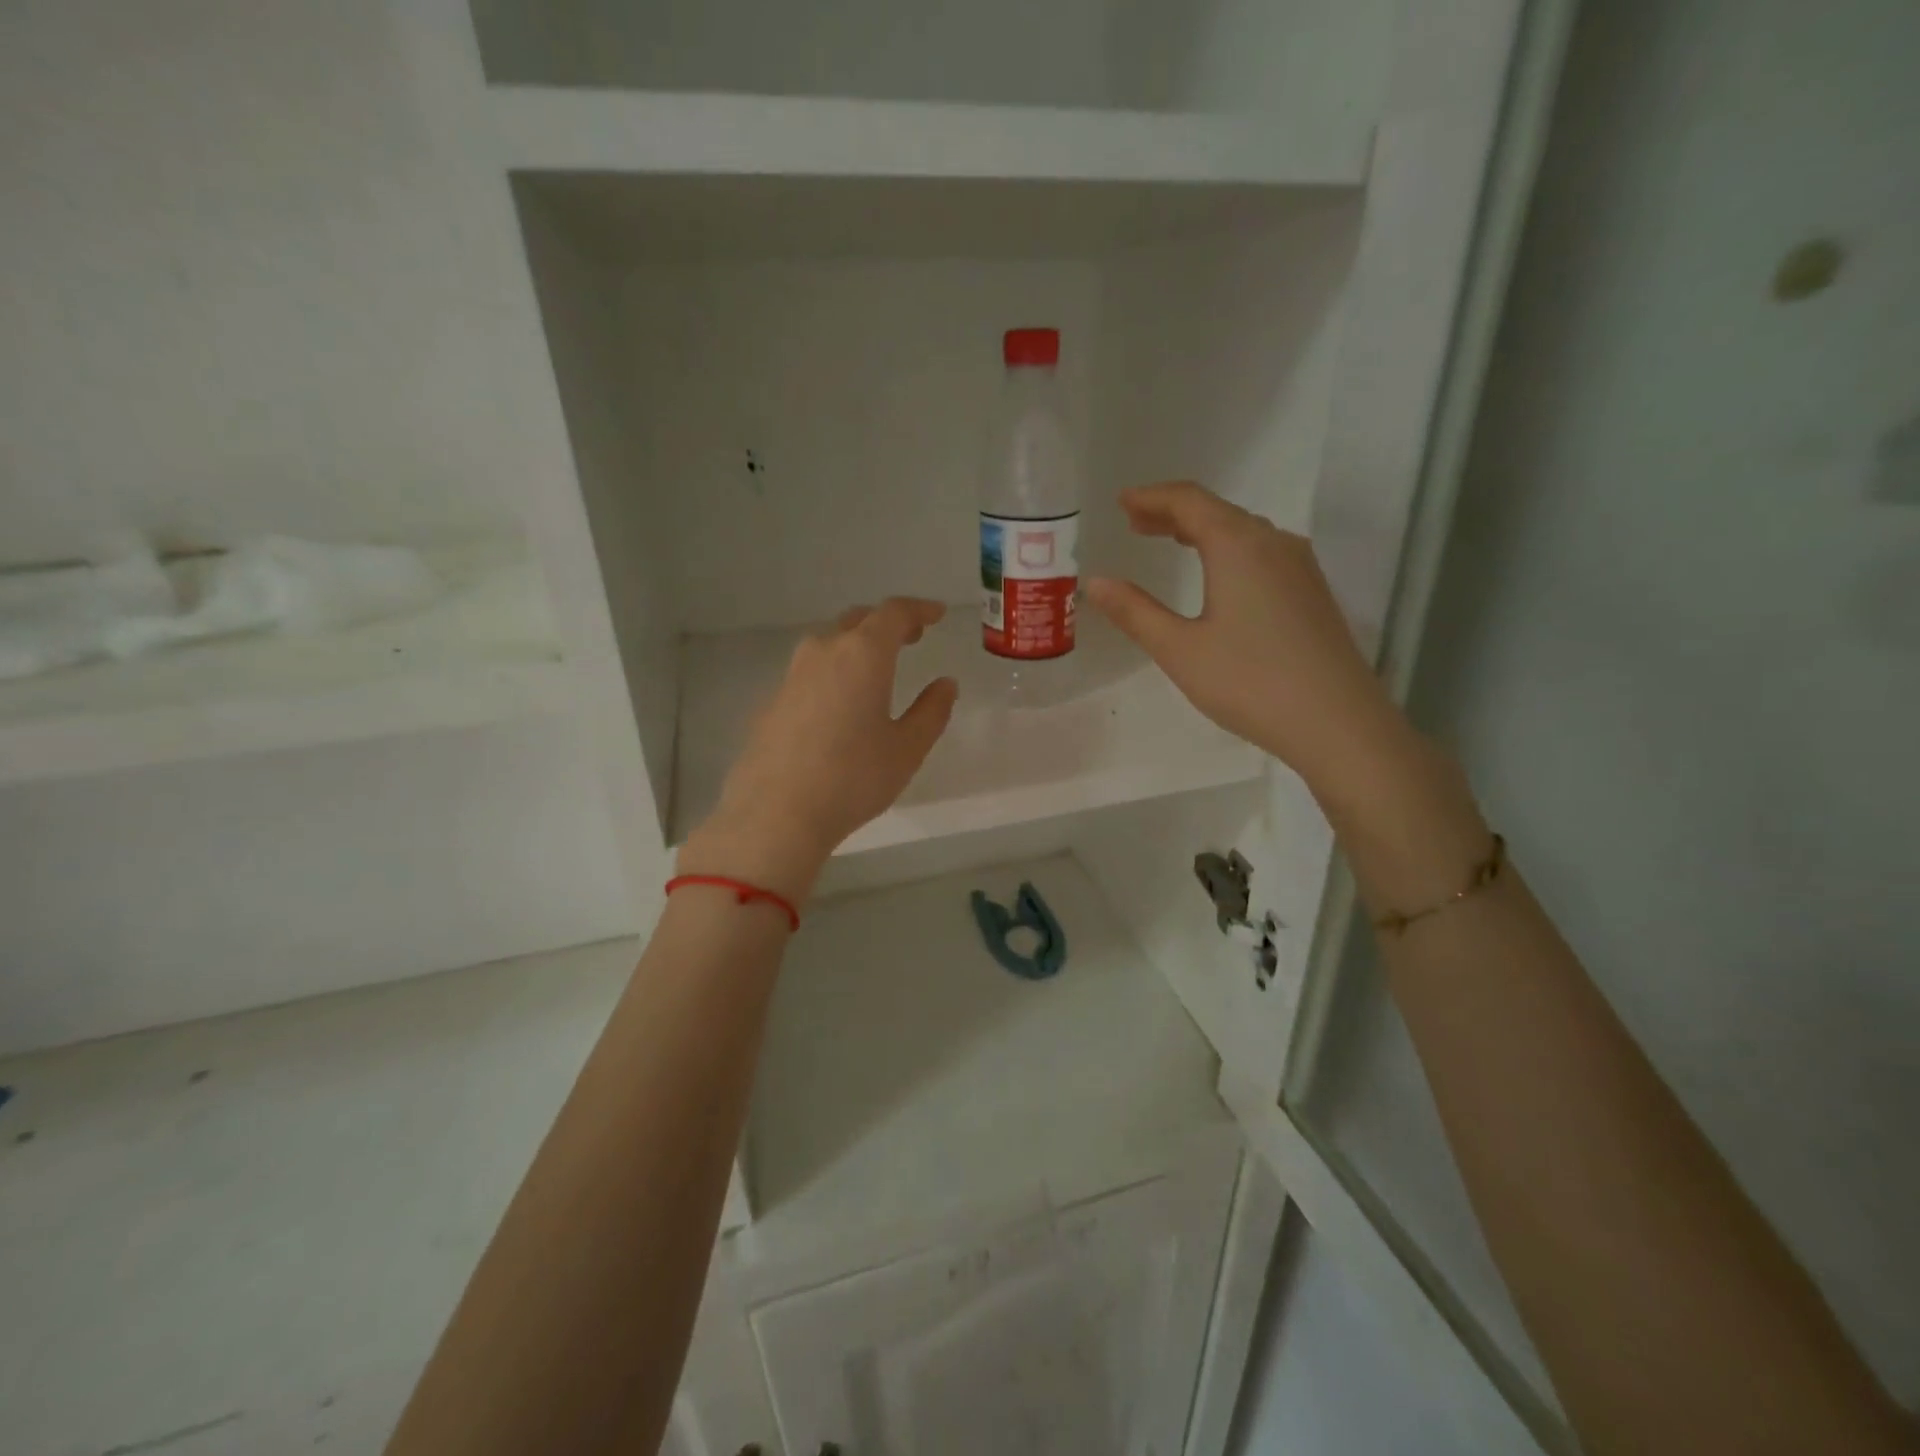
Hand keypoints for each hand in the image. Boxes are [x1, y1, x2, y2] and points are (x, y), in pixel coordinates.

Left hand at [679, 598, 958, 903]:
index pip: (894, 613)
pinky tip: (839, 703)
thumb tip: (945, 684)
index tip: (937, 614)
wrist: (776, 813)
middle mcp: (824, 652)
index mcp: (863, 655)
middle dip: (887, 623)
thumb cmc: (853, 778)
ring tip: (875, 668)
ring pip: (829, 643)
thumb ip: (931, 711)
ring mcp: (792, 675)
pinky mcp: (772, 701)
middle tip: (911, 637)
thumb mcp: (906, 749)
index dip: (919, 609)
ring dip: (856, 645)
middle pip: (858, 621)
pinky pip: (810, 672)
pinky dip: (833, 672)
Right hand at [1084, 481, 1415, 802]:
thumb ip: (1135, 612)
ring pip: (1244, 532)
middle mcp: (1274, 543)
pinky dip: (1229, 550)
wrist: (1337, 722)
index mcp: (1238, 545)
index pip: (1189, 501)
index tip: (1122, 501)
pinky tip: (1220, 576)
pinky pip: (1263, 553)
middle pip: (1218, 511)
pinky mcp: (1312, 593)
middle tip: (1136, 522)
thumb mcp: (1180, 649)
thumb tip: (1096, 583)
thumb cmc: (1249, 681)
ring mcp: (1300, 567)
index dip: (1152, 497)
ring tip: (1171, 542)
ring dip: (1203, 531)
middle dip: (1174, 513)